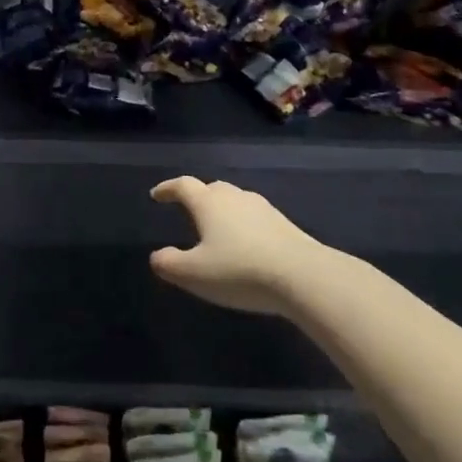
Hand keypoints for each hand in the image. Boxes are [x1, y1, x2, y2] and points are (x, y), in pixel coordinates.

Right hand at [149, 176, 331, 314]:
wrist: (304, 276)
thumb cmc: (239, 271)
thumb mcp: (194, 274)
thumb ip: (169, 264)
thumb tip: (158, 256)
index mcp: (209, 203)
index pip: (183, 186)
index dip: (167, 188)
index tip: (157, 195)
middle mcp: (235, 198)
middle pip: (212, 189)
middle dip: (198, 197)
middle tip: (188, 210)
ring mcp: (263, 209)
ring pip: (236, 201)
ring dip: (223, 210)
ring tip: (217, 228)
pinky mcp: (285, 224)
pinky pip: (255, 217)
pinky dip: (244, 225)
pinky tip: (246, 244)